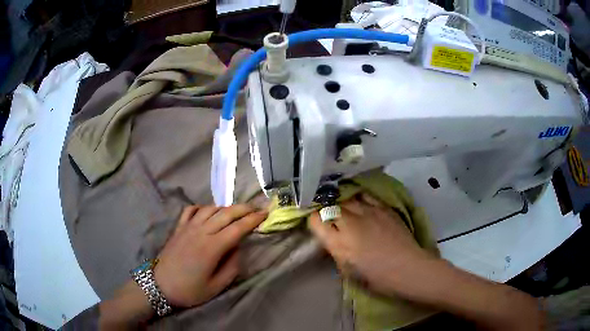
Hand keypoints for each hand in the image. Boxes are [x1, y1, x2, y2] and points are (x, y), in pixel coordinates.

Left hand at [154, 205, 266, 307]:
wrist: (160, 286)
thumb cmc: (190, 290)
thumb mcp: (216, 286)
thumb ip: (232, 267)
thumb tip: (238, 249)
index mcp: (212, 247)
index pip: (238, 228)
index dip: (253, 220)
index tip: (265, 214)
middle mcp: (201, 231)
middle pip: (226, 213)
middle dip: (244, 208)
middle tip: (257, 208)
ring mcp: (188, 227)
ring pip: (210, 209)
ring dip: (225, 207)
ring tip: (236, 211)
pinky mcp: (178, 228)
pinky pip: (190, 210)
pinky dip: (202, 207)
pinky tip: (207, 211)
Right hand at [310, 194, 431, 295]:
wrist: (407, 267)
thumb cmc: (376, 277)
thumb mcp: (347, 270)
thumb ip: (335, 251)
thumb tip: (331, 239)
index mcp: (339, 242)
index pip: (315, 220)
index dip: (313, 220)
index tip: (316, 224)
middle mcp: (350, 222)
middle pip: (329, 206)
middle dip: (326, 210)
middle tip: (329, 217)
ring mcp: (367, 212)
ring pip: (346, 198)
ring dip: (341, 204)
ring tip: (343, 208)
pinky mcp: (382, 207)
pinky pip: (364, 196)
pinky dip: (358, 198)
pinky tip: (359, 202)